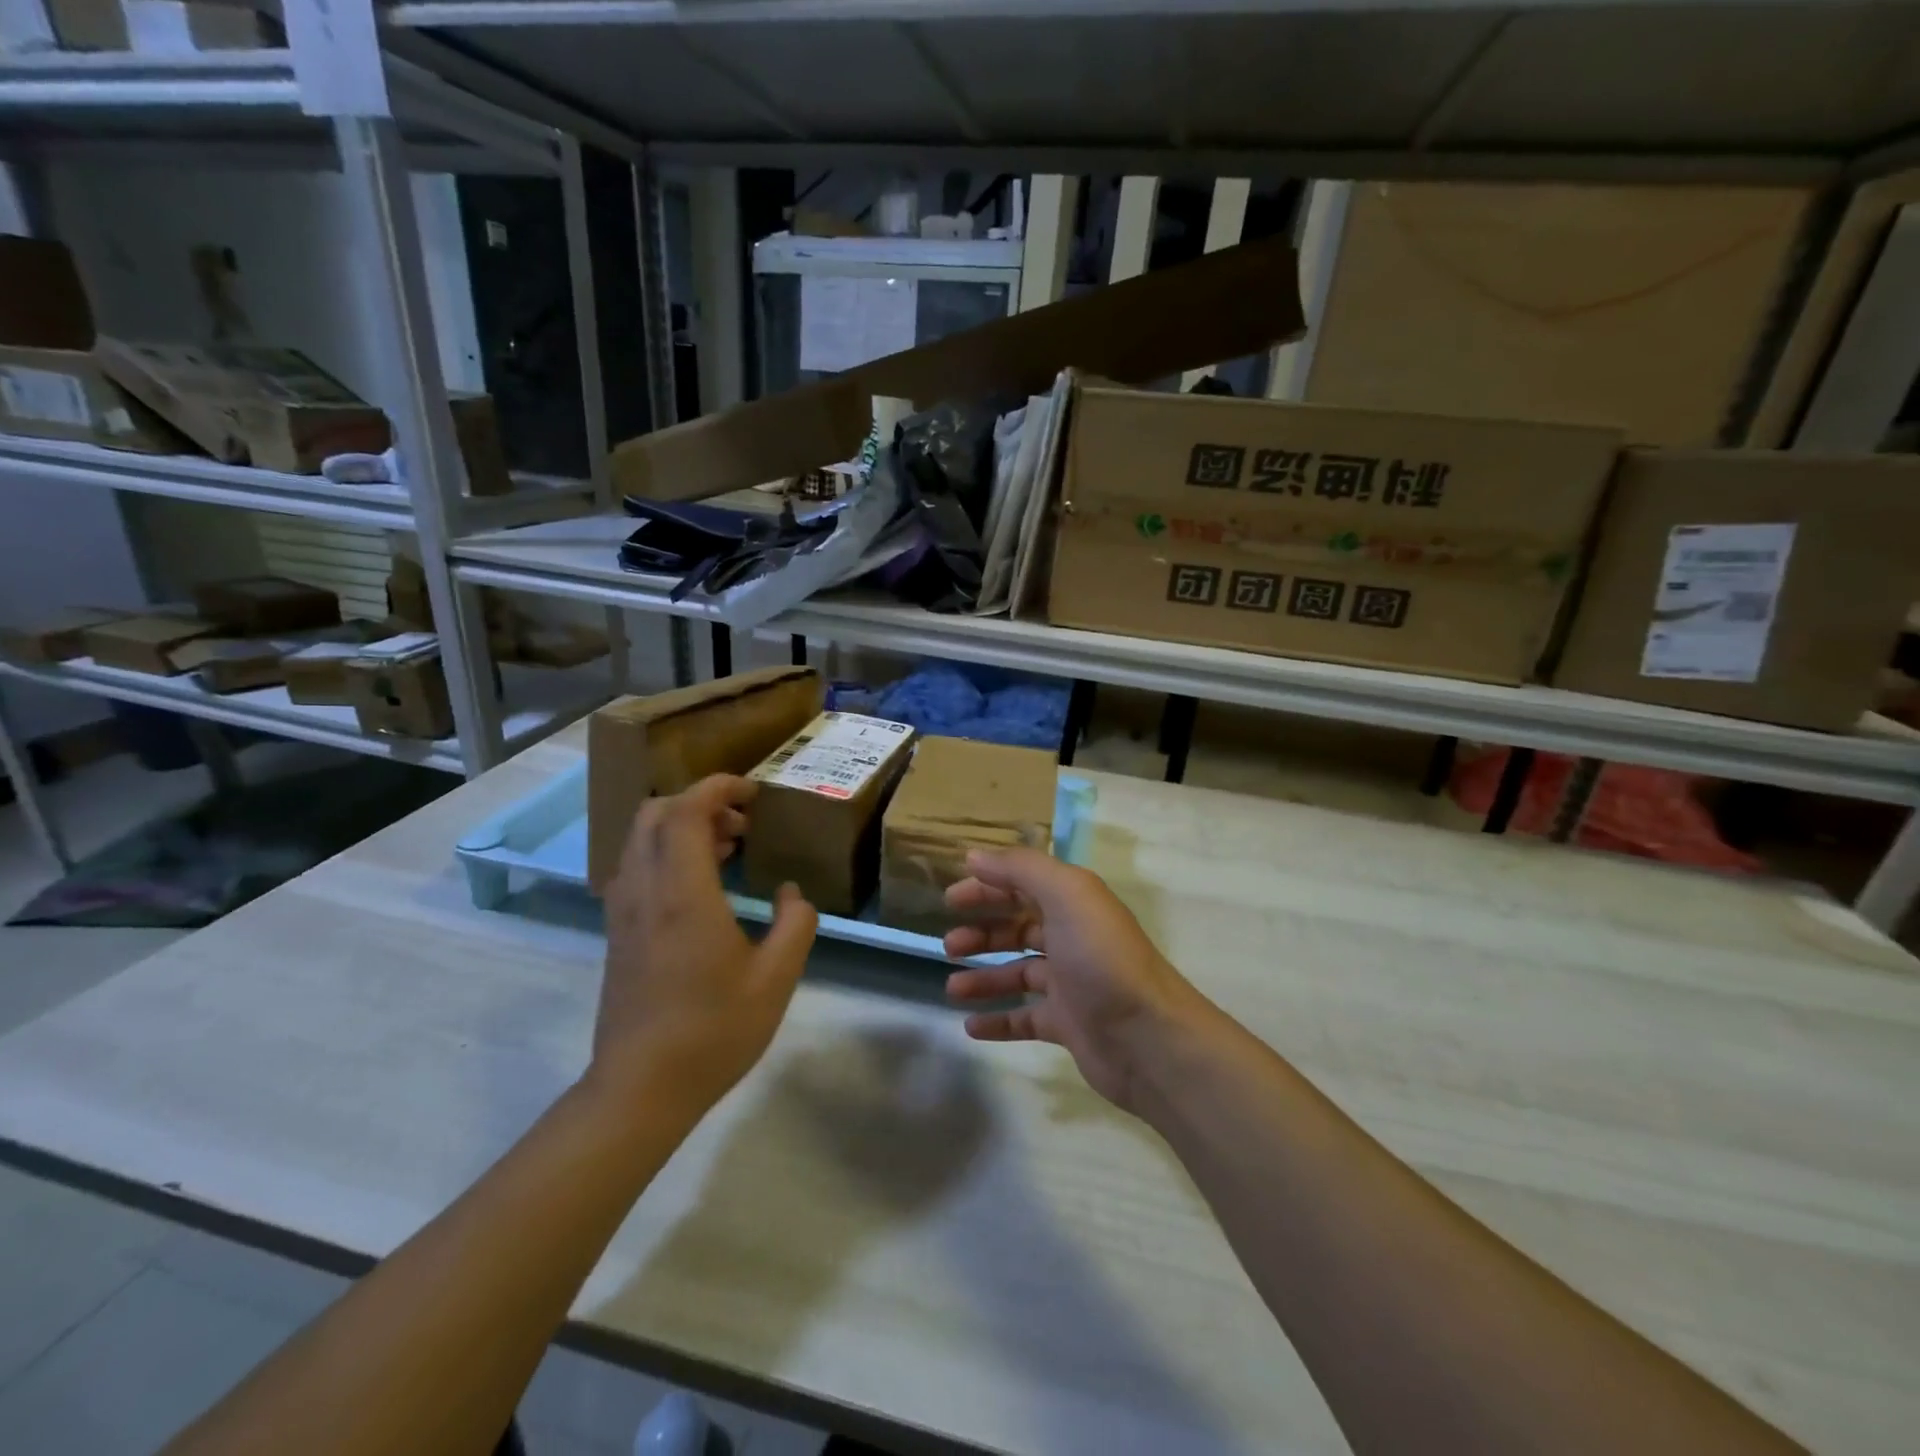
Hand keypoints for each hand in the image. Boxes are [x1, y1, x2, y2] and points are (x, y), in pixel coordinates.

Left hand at [593, 775, 817, 1113]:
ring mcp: (623, 911)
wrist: (640, 1088)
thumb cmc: (712, 1031)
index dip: (719, 787)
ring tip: (729, 849)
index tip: (755, 792)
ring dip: (681, 827)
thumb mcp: (776, 978)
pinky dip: (666, 853)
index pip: (686, 811)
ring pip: (639, 839)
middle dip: (699, 802)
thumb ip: (796, 924)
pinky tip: (702, 886)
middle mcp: (644, 891)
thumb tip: (791, 893)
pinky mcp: (617, 932)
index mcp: (683, 894)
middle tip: (742, 823)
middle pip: (654, 814)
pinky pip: (636, 867)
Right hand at [943, 848, 1207, 1113]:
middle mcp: (1072, 936)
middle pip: (1019, 927)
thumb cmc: (1102, 959)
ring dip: (983, 977)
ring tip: (952, 988)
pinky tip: (971, 1026)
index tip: (950, 898)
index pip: (1024, 883)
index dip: (988, 886)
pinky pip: (1025, 1018)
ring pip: (1018, 972)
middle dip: (983, 931)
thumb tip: (975, 855)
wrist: (1149, 1038)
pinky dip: (999, 1019)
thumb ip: (1021, 869)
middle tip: (949, 944)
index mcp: (1073, 901)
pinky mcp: (1068, 1023)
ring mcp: (1071, 982)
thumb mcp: (1066, 895)